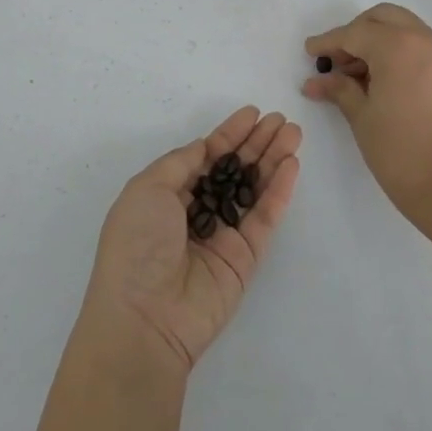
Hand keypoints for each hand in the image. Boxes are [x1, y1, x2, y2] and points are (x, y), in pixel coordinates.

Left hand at [83, 107, 301, 373]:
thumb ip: (181, 163)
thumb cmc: (137, 244)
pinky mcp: (245, 257)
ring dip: (273, 160)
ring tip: (294, 133)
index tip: (253, 113)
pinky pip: (264, 217)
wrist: (145, 317)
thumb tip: (205, 148)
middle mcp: (196, 212)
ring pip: (254, 189)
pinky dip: (279, 191)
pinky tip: (291, 164)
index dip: (229, 134)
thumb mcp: (147, 189)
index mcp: (166, 195)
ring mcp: (223, 235)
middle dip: (256, 143)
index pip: (205, 157)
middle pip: (234, 169)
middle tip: (281, 120)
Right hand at [302, 3, 431, 225]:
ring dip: (378, 41)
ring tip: (356, 76)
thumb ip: (339, 89)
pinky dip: (398, 51)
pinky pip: (420, 46)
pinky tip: (381, 80)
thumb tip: (316, 81)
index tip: (309, 52)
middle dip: (356, 33)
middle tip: (336, 61)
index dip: (328, 42)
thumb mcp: (362, 117)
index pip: (354, 33)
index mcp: (397, 45)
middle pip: (382, 18)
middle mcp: (424, 38)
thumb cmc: (400, 150)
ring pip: (404, 29)